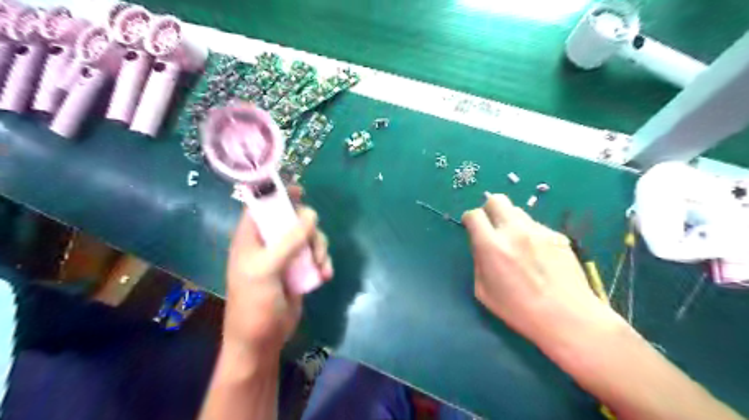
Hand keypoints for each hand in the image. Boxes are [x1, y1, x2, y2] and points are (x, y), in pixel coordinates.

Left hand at [222, 189, 333, 358]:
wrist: (262, 341)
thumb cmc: (254, 304)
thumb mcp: (267, 269)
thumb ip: (289, 240)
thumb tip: (312, 214)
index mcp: (251, 238)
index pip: (262, 207)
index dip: (278, 195)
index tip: (301, 191)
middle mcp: (268, 244)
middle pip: (294, 220)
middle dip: (310, 231)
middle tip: (315, 247)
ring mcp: (286, 257)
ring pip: (310, 238)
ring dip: (320, 249)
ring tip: (321, 267)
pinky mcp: (299, 270)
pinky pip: (316, 255)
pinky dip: (323, 263)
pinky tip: (325, 276)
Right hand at [462, 194, 619, 344]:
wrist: (568, 317)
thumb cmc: (519, 311)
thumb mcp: (484, 291)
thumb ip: (479, 261)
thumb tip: (481, 246)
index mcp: (492, 246)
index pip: (474, 215)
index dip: (470, 219)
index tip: (472, 227)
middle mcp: (514, 231)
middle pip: (497, 200)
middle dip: (489, 209)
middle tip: (492, 227)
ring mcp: (538, 231)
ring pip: (517, 211)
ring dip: (510, 222)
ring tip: (517, 243)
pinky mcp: (557, 235)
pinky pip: (536, 226)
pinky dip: (529, 234)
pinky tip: (537, 255)